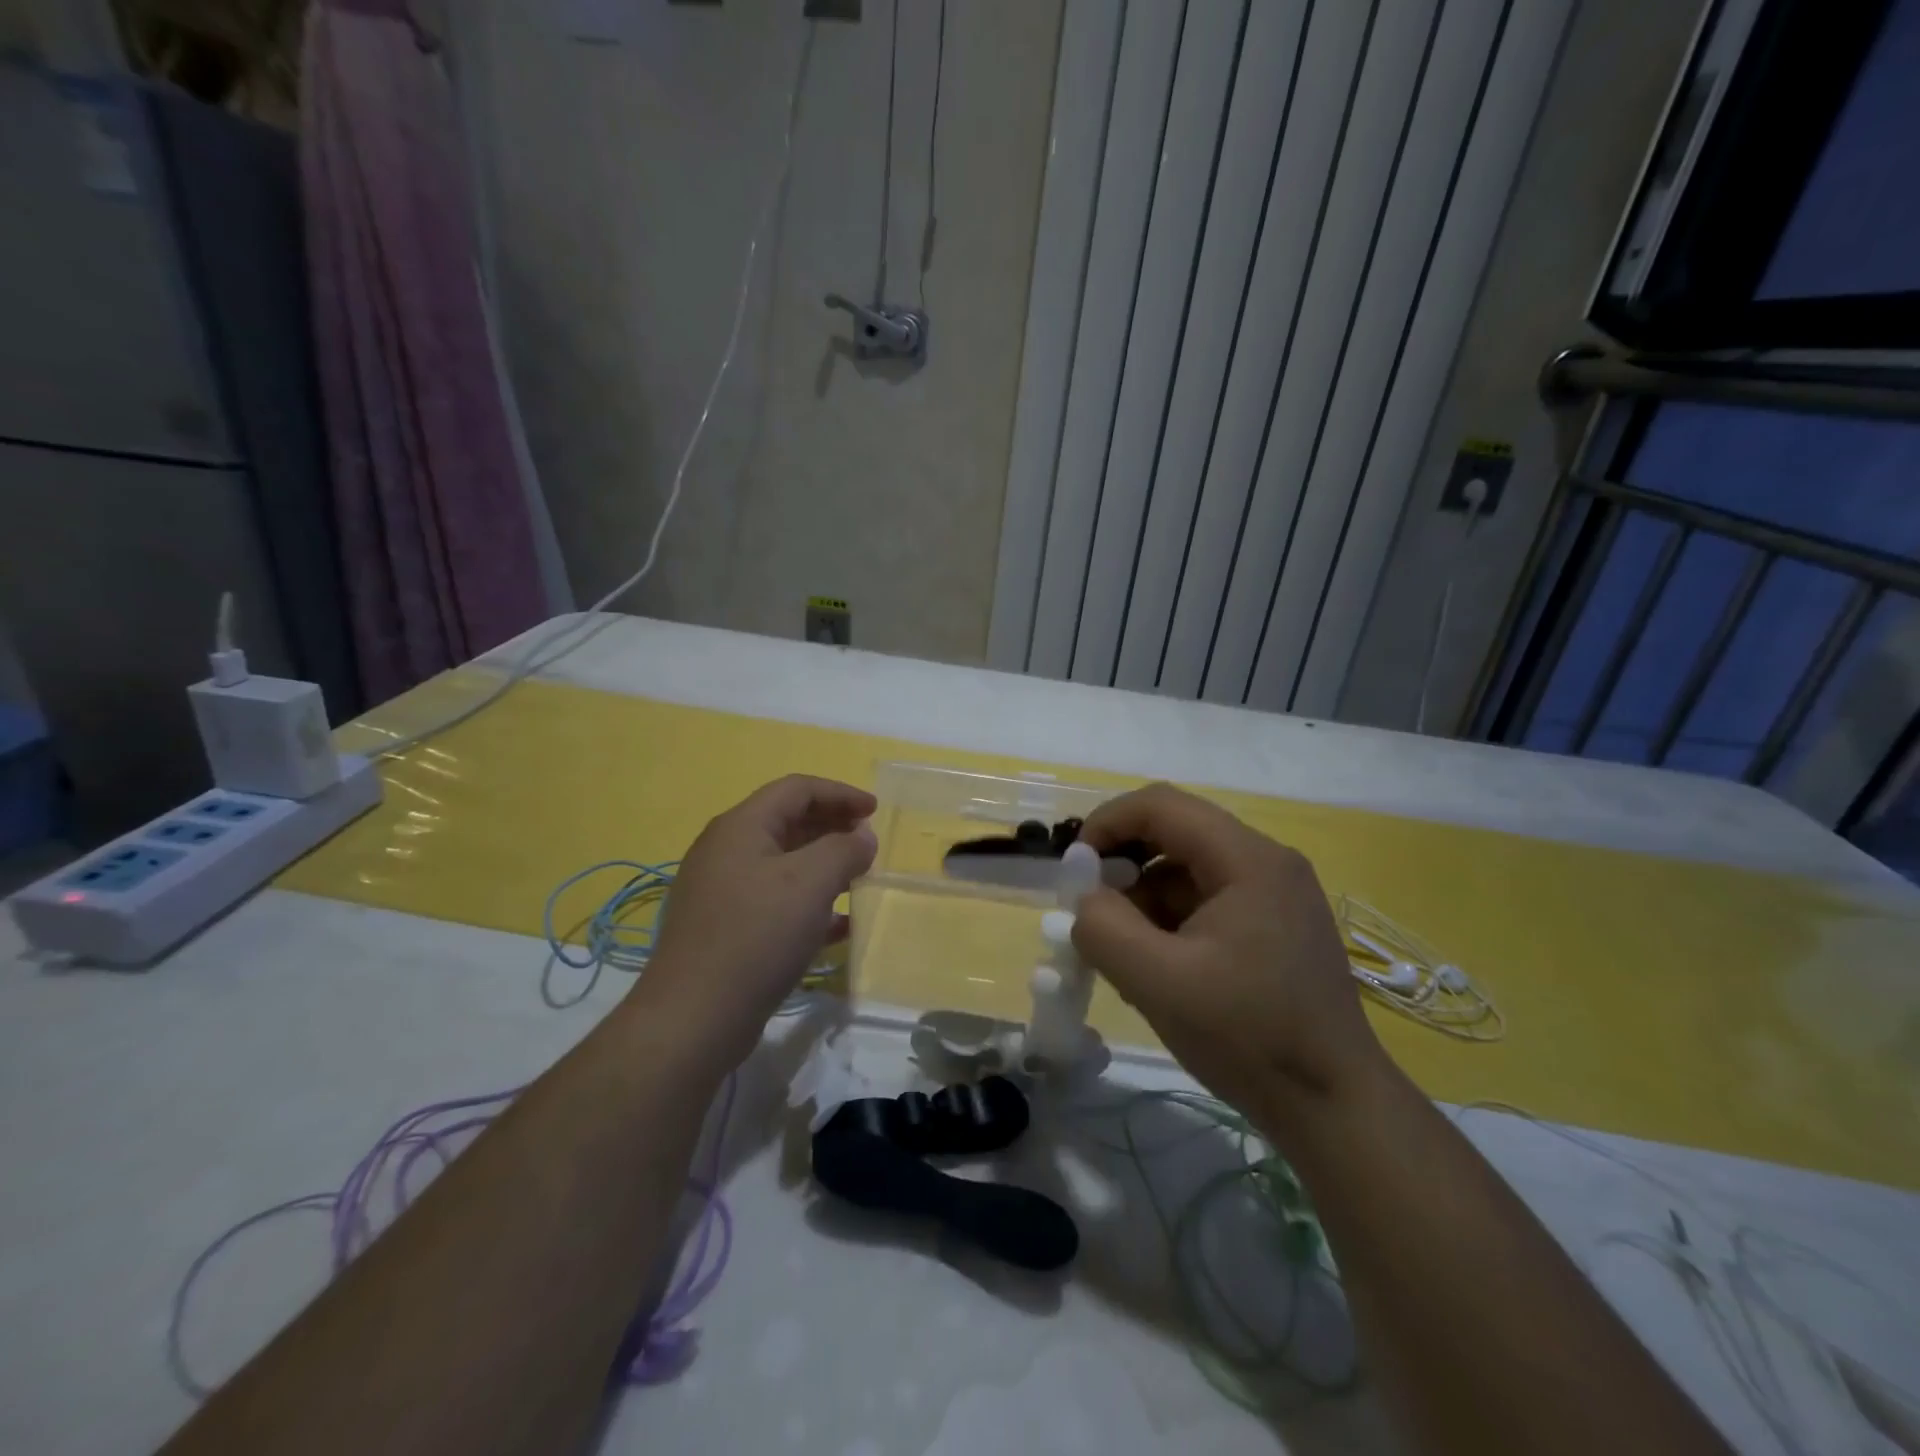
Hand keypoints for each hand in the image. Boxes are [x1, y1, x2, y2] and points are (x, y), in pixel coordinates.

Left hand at [638, 775, 877, 1067]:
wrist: (694, 1017)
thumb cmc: (757, 935)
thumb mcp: (811, 883)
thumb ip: (844, 850)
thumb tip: (862, 838)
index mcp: (741, 826)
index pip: (796, 789)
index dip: (840, 793)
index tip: (875, 812)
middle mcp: (726, 851)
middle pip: (788, 822)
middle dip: (833, 828)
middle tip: (868, 846)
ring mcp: (723, 891)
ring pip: (783, 864)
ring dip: (824, 866)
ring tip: (858, 881)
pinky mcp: (726, 929)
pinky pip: (775, 901)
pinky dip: (809, 903)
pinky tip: (839, 927)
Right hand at [1072, 784, 1387, 1126]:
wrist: (1336, 1108)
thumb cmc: (1249, 1037)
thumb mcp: (1158, 983)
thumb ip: (1104, 928)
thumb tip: (1085, 900)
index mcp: (1248, 859)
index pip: (1161, 805)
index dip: (1107, 823)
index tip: (1073, 867)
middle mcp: (1266, 863)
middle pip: (1176, 833)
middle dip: (1123, 864)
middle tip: (1091, 909)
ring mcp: (1275, 895)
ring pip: (1188, 869)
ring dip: (1144, 898)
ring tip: (1123, 952)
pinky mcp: (1276, 926)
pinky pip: (1207, 900)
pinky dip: (1170, 920)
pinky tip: (1157, 967)